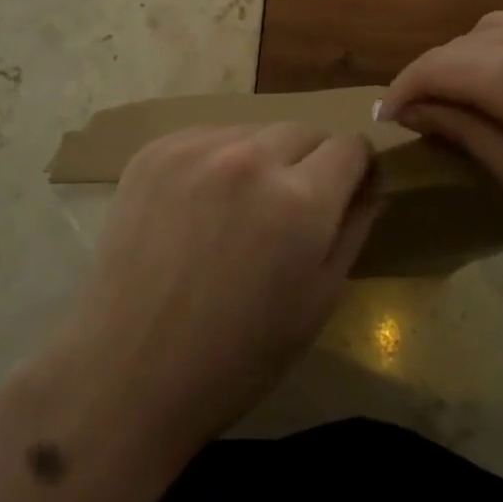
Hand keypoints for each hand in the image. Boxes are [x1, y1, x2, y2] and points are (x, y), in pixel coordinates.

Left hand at [40, 122, 378, 466]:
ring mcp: (197, 149)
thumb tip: (373, 184)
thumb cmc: (237, 355)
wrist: (130, 370)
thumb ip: (354, 228)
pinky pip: (208, 137)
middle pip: (304, 130)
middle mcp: (251, 158)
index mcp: (300, 200)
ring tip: (239, 210)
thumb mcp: (318, 301)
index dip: (356, 167)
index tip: (347, 188)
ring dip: (261, 159)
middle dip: (310, 162)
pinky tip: (200, 206)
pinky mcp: (156, 150)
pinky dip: (217, 161)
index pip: (350, 145)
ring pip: (254, 131)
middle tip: (289, 209)